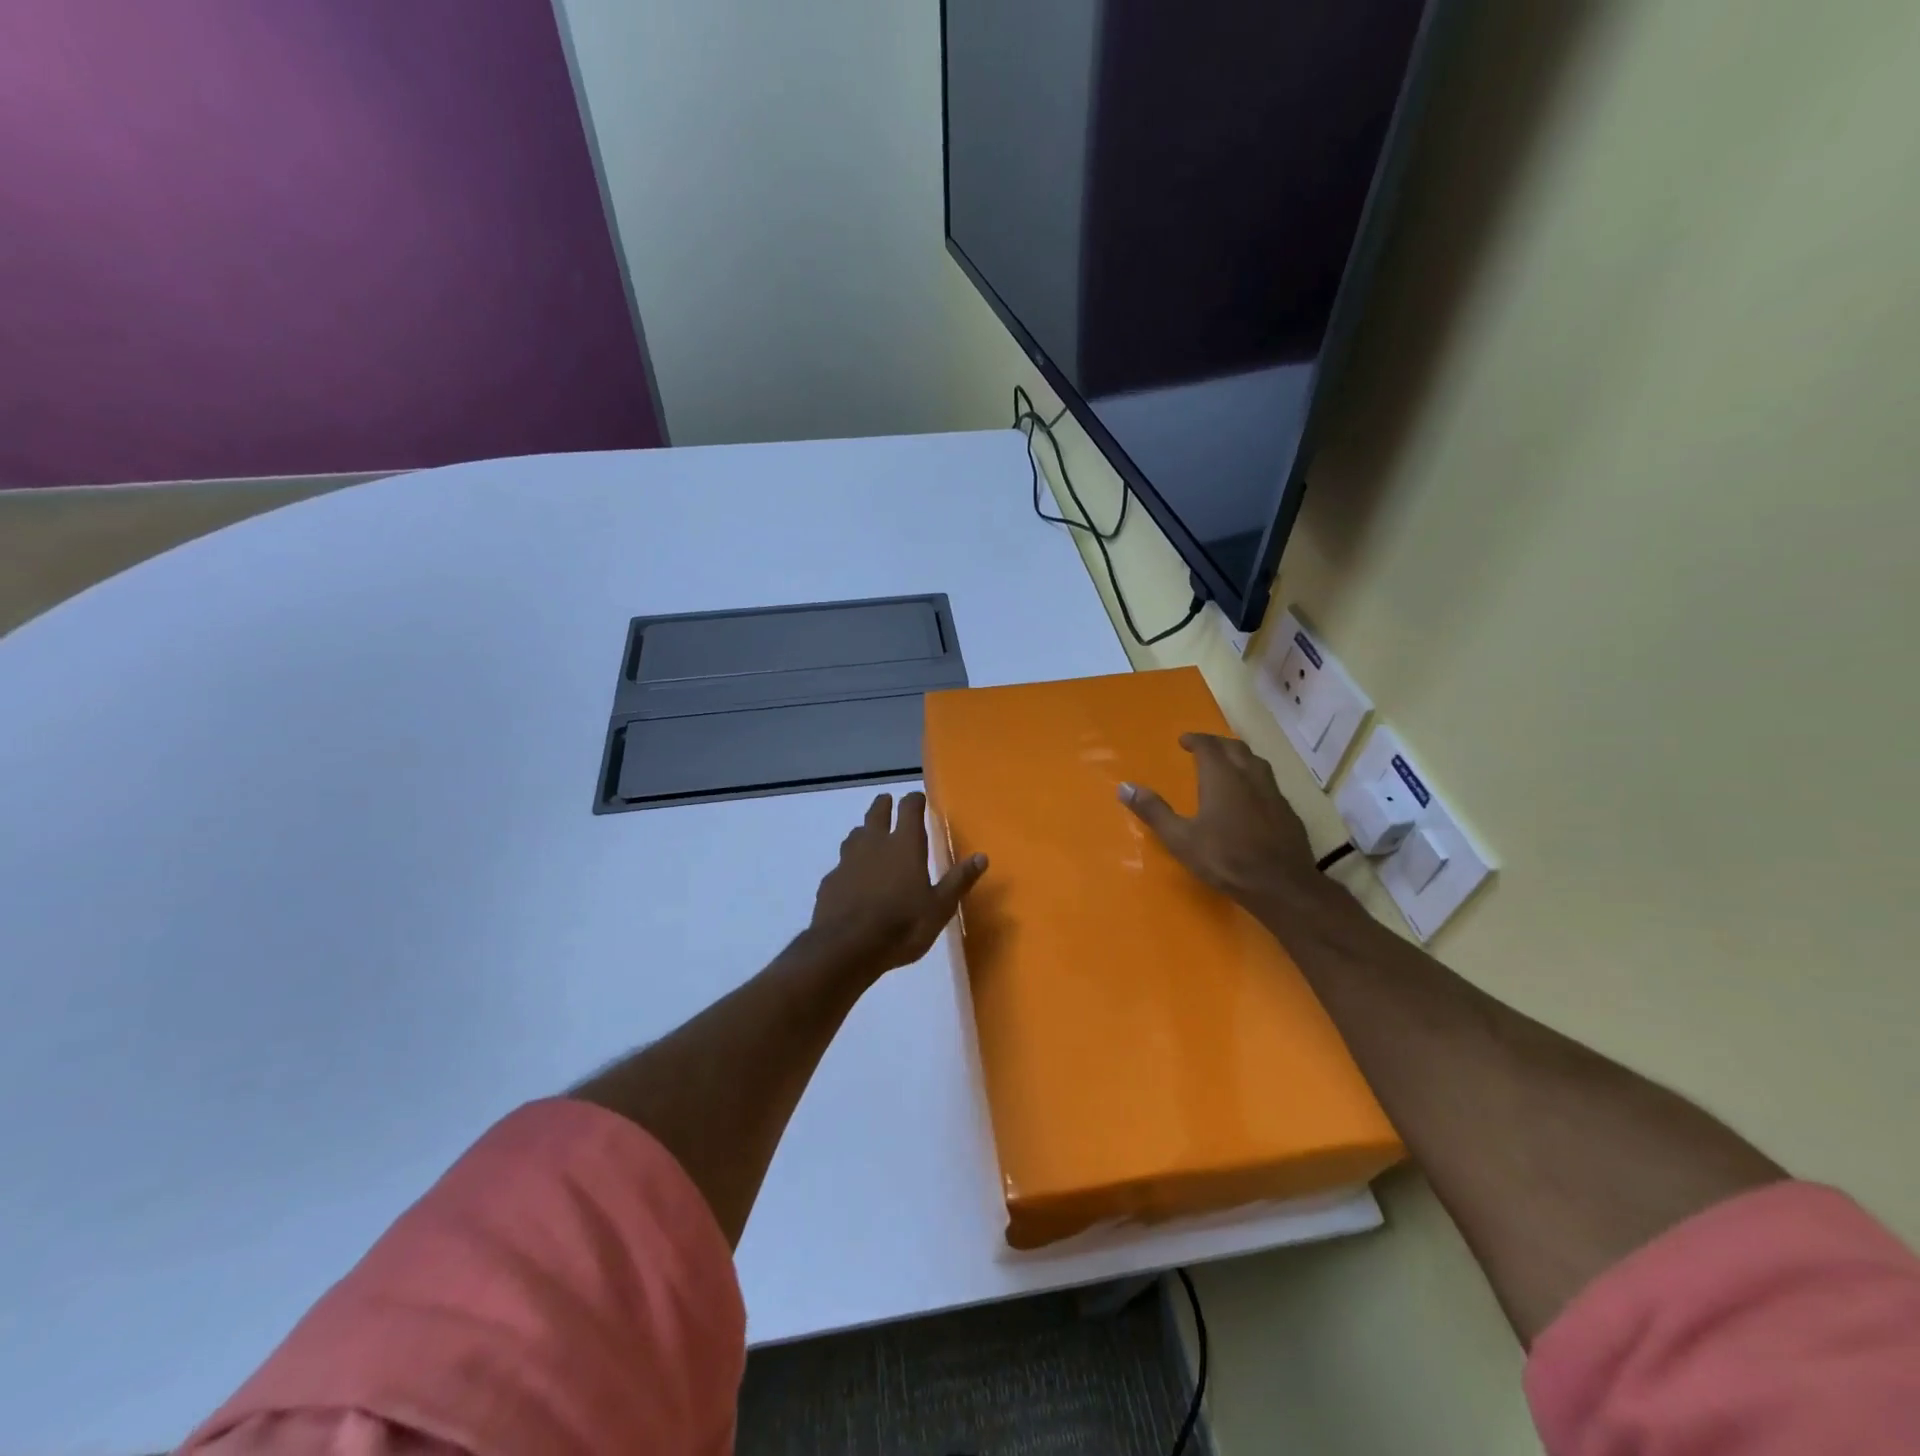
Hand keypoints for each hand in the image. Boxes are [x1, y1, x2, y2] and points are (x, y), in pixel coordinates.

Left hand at [804, 791, 987, 977]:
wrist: (846, 948)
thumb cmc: (902, 926)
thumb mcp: (939, 908)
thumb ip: (958, 880)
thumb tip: (982, 856)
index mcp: (904, 845)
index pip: (910, 809)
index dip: (914, 800)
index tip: (918, 798)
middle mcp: (875, 844)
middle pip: (877, 813)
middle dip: (884, 805)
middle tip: (887, 801)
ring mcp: (848, 861)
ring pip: (855, 835)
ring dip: (864, 832)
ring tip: (868, 835)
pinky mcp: (830, 881)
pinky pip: (841, 864)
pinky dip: (849, 865)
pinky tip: (851, 878)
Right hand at [1119, 733, 1316, 905]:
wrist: (1281, 885)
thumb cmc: (1225, 859)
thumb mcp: (1180, 839)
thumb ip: (1154, 811)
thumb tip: (1124, 787)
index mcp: (1222, 778)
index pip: (1208, 746)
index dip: (1195, 739)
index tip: (1184, 740)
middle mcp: (1249, 777)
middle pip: (1235, 748)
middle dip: (1218, 744)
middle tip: (1204, 748)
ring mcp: (1273, 793)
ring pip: (1256, 762)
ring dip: (1239, 757)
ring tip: (1228, 765)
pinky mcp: (1288, 811)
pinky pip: (1270, 783)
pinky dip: (1255, 779)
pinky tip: (1252, 797)